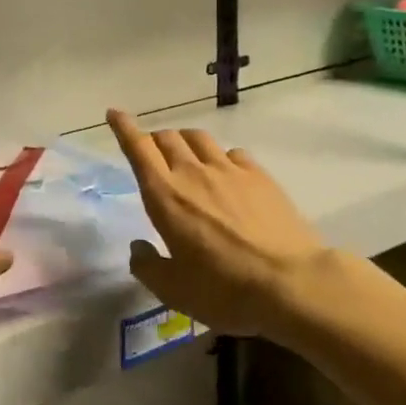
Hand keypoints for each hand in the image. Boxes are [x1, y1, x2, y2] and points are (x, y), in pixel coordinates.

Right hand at [106, 110, 327, 339]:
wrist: (291, 283)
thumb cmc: (224, 290)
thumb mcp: (174, 291)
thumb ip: (148, 266)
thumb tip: (138, 248)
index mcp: (164, 195)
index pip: (138, 148)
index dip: (124, 128)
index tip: (114, 113)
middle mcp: (192, 173)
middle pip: (167, 137)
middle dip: (154, 139)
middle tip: (153, 152)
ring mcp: (229, 170)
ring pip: (199, 138)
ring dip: (185, 141)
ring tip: (187, 155)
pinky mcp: (259, 176)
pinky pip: (232, 152)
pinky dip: (221, 156)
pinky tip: (227, 172)